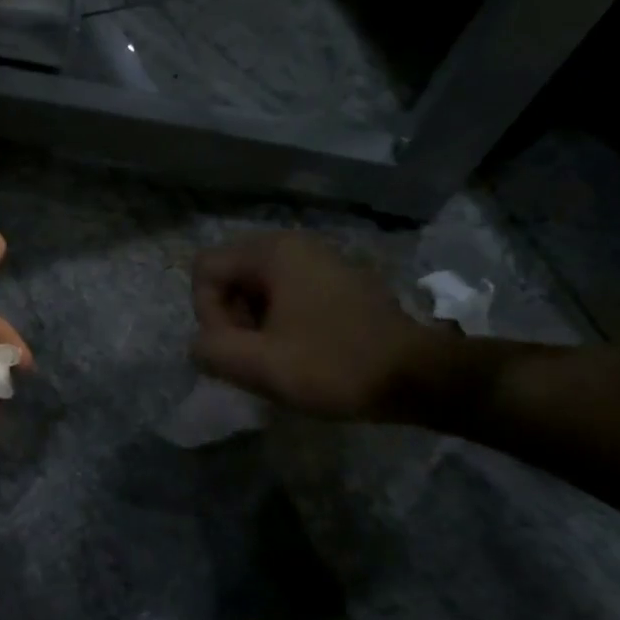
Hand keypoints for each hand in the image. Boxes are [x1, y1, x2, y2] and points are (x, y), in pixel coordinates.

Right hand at [190, 232, 442, 421]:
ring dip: (254, 322)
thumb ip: (212, 349)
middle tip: (256, 356)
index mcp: (274, 251)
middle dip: (230, 318)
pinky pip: (286, 291)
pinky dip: (280, 319)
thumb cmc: (335, 365)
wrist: (419, 376)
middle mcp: (294, 243)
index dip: (207, 313)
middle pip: (230, 274)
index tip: (237, 348)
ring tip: (277, 357)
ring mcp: (320, 259)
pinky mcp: (338, 280)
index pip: (205, 269)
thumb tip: (200, 343)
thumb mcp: (261, 365)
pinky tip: (301, 350)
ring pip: (257, 286)